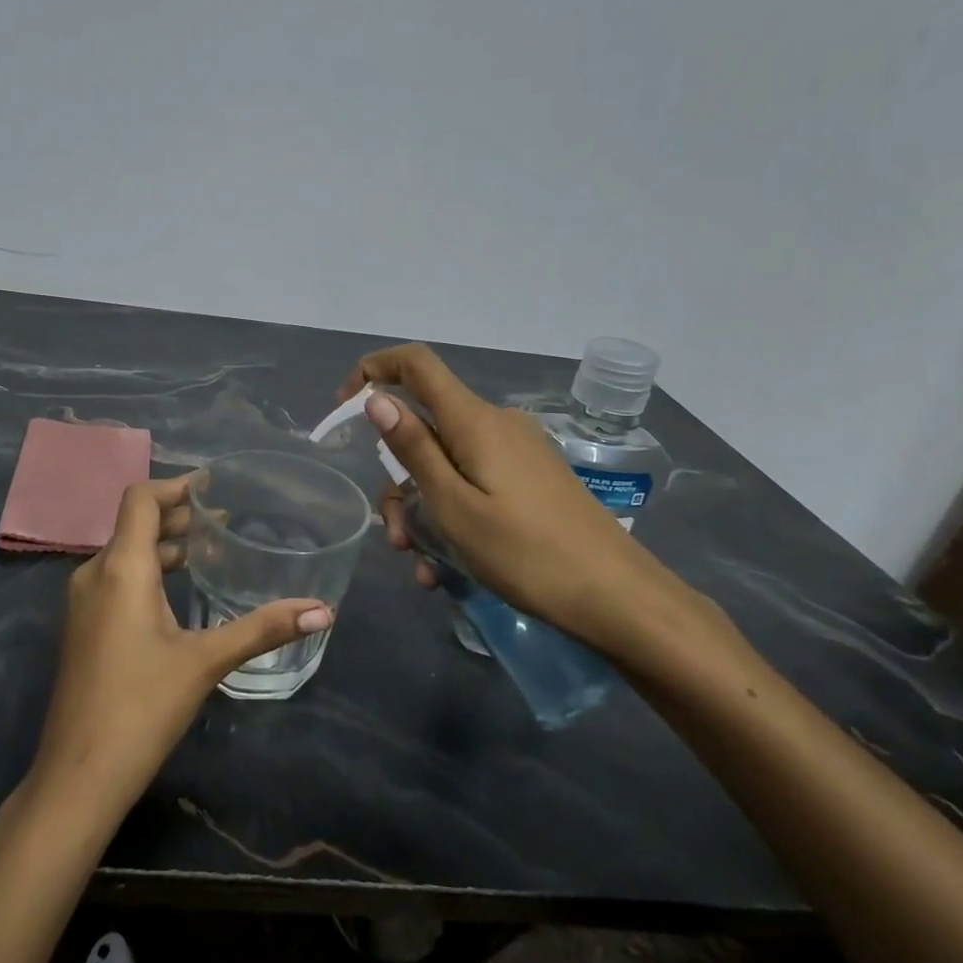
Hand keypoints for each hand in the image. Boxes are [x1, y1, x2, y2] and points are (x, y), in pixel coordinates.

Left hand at [28, 474, 331, 822]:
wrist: (77, 776)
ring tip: (208, 553)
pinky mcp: (82, 628)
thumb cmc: (142, 707)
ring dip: (164, 546)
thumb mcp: (206, 661)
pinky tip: (177, 595)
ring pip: (125, 555)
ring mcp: (82, 603)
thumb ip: (263, 629)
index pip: (141, 499)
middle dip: (177, 517)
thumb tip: (323, 610)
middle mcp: (94, 574)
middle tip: (223, 521)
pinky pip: (116, 580)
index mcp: (120, 568)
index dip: (175, 486)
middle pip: (135, 525)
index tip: (211, 485)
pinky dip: (148, 572)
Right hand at [342, 344, 723, 672]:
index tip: (343, 407)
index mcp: (475, 421)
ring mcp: (517, 452)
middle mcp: (496, 425)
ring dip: (423, 510)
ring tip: (425, 567)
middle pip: (426, 429)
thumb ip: (414, 448)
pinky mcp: (531, 479)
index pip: (416, 364)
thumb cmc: (526, 553)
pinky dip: (452, 516)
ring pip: (446, 465)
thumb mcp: (454, 506)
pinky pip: (474, 484)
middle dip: (398, 479)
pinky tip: (449, 570)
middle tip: (397, 538)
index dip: (373, 370)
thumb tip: (377, 398)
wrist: (618, 598)